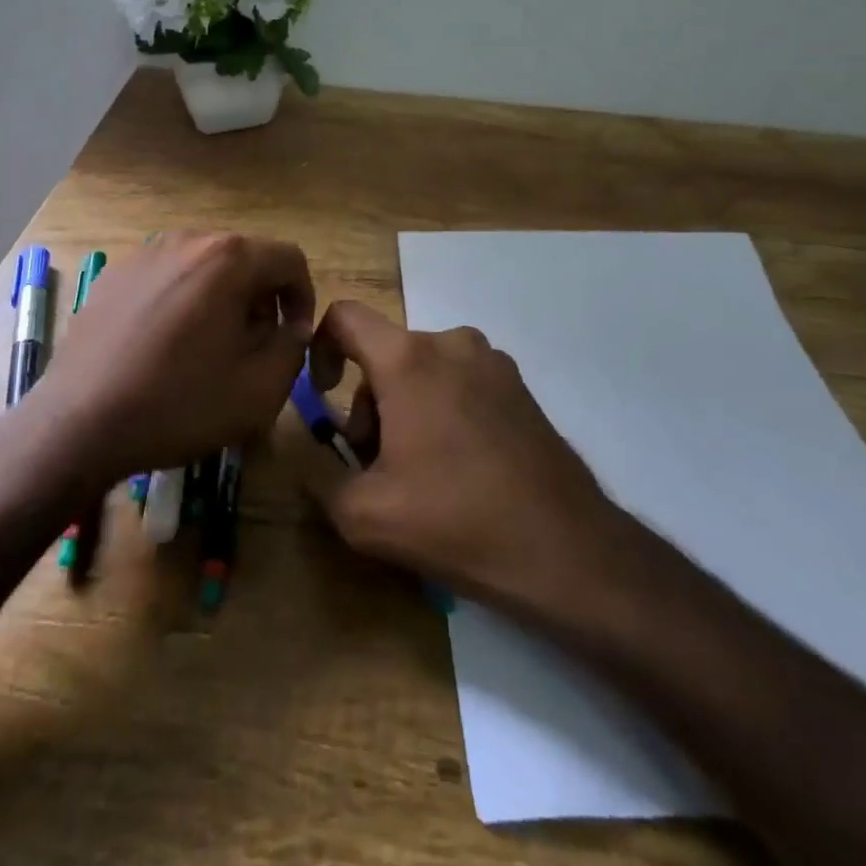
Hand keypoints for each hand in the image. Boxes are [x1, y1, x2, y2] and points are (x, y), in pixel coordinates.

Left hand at [17, 233, 314, 487]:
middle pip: (246, 261)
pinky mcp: (114, 275)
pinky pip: (168, 279)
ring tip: (209, 349)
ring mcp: (145, 253)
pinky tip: (166, 347)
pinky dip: (183, 303)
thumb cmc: (179, 403)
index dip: (303, 298)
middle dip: (261, 300)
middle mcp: (188, 240)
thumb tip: (292, 327)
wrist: (79, 424)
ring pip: (206, 269)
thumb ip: (294, 347)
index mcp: (228, 258)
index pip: (289, 260)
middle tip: (253, 349)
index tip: (293, 338)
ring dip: (222, 301)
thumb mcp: (261, 388)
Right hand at [300, 301, 613, 605]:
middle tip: (378, 465)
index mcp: (408, 358)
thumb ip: (314, 468)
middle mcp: (451, 343)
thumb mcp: (362, 513)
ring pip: (423, 369)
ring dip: (406, 408)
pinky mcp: (518, 384)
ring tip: (421, 473)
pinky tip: (461, 467)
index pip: (344, 316)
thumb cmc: (455, 521)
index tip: (325, 395)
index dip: (320, 347)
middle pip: (385, 354)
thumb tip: (301, 439)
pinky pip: (460, 381)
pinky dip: (443, 409)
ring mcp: (492, 360)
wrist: (563, 548)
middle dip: (369, 403)